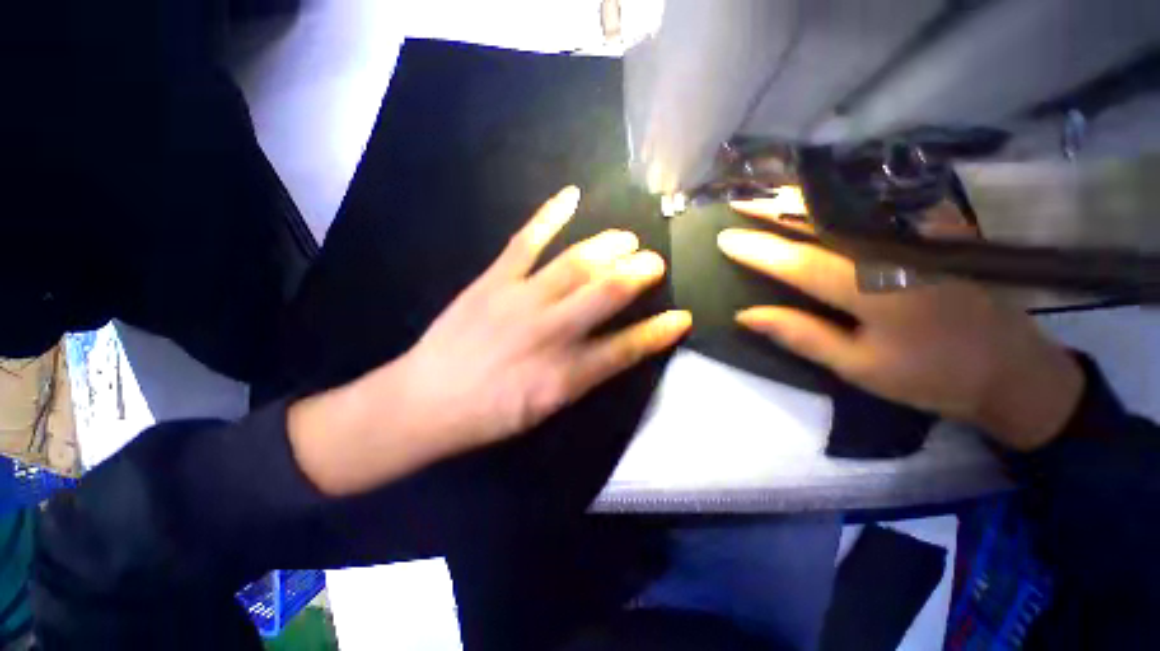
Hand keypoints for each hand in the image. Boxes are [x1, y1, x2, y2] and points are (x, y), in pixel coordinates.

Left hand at [290, 186, 690, 494]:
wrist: (426, 400)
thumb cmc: (490, 413)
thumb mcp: (545, 408)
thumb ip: (583, 376)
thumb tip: (614, 349)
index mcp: (565, 374)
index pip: (626, 349)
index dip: (658, 332)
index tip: (683, 317)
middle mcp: (550, 331)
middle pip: (606, 294)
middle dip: (638, 275)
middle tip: (654, 262)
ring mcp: (521, 299)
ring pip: (575, 264)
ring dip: (608, 247)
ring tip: (628, 238)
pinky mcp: (493, 280)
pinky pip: (526, 241)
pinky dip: (550, 215)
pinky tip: (571, 196)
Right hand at [718, 198, 1083, 450]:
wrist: (1013, 370)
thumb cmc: (931, 376)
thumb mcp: (858, 367)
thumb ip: (801, 335)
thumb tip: (745, 315)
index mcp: (875, 291)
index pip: (799, 262)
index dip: (758, 250)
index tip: (724, 238)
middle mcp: (897, 251)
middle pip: (825, 217)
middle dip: (776, 205)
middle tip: (739, 199)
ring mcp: (922, 232)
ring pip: (850, 201)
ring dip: (803, 193)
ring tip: (767, 188)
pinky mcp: (938, 227)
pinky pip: (878, 201)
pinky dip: (841, 192)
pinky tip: (819, 191)